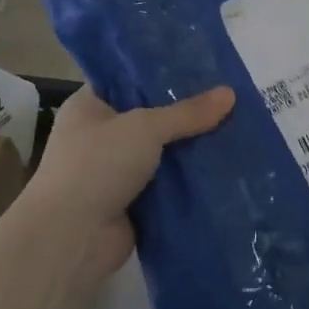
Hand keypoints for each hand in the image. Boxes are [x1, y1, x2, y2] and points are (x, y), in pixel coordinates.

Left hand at [26, 84, 235, 281]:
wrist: (71, 239)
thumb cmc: (97, 166)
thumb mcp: (145, 128)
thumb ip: (187, 113)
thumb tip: (231, 93)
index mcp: (90, 107)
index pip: (128, 80)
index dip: (163, 74)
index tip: (203, 69)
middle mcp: (100, 136)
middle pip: (151, 118)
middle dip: (187, 114)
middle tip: (230, 100)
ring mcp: (115, 172)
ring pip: (163, 153)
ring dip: (192, 149)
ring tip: (237, 130)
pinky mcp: (132, 203)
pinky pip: (168, 185)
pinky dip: (190, 181)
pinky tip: (225, 168)